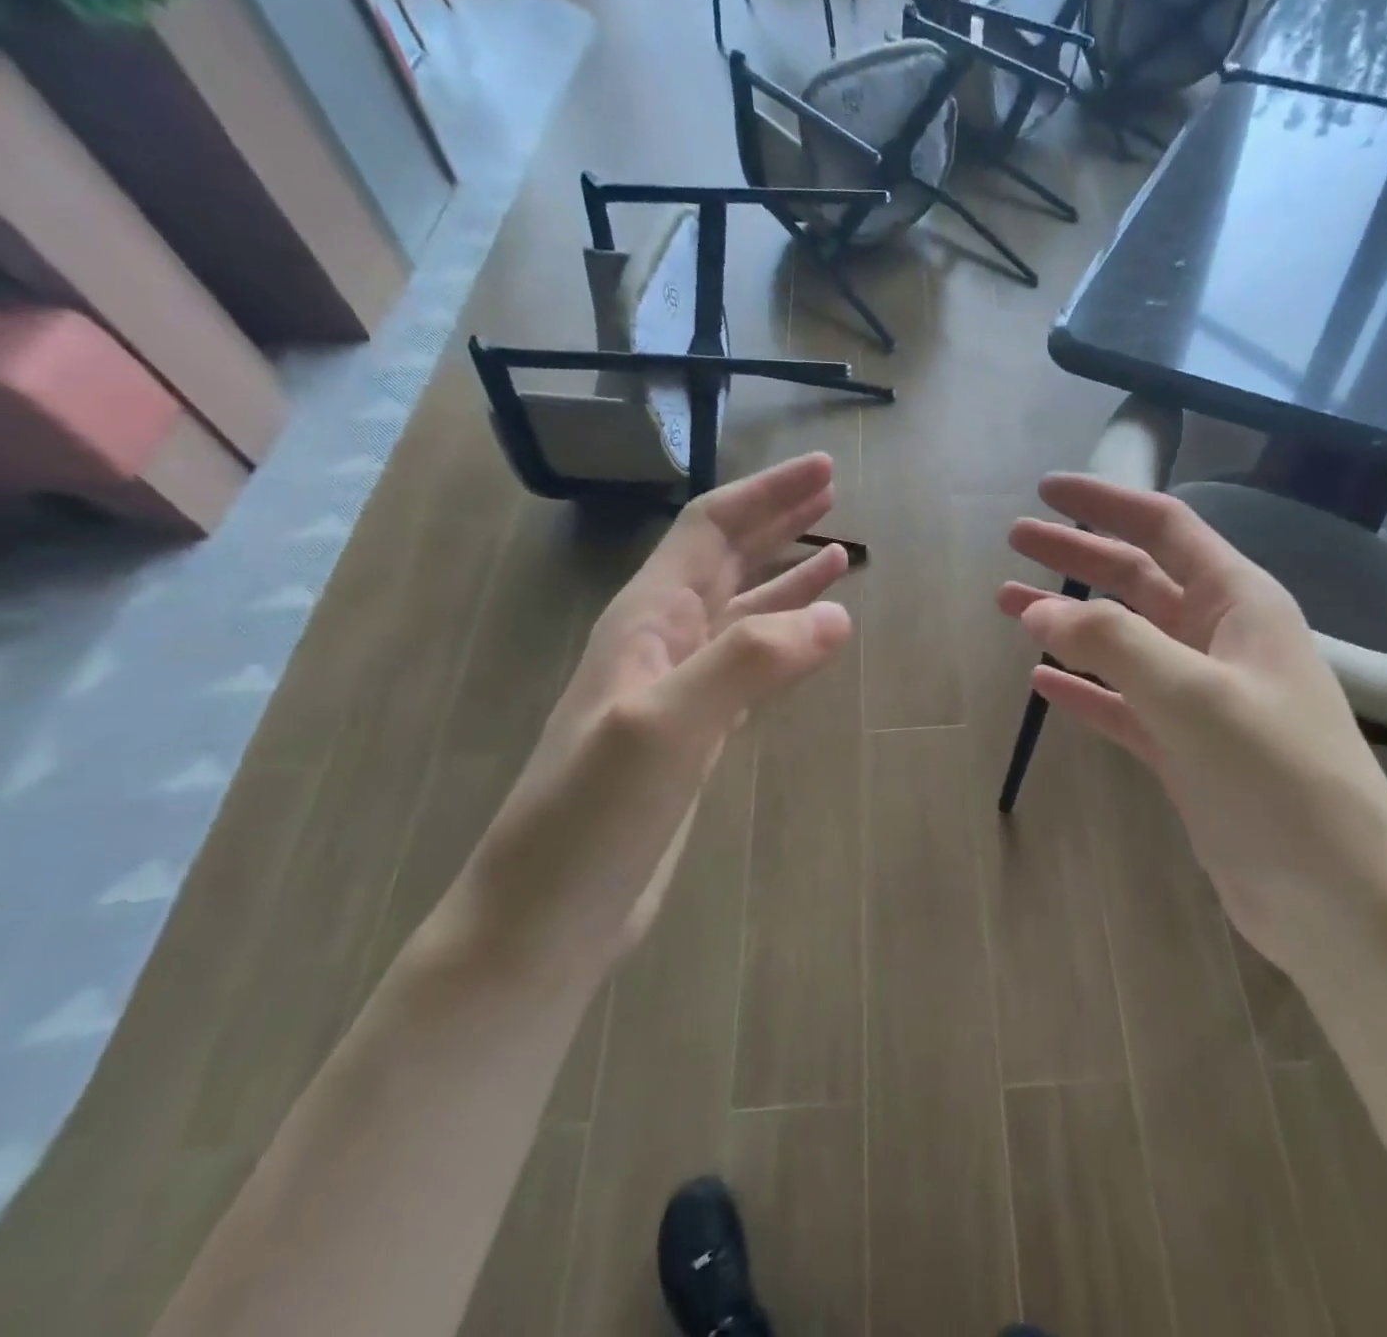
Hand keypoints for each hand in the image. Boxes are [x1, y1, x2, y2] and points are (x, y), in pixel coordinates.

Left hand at [445, 454, 853, 985]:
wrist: (548, 916)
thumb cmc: (593, 815)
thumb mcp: (665, 727)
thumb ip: (750, 662)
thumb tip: (838, 616)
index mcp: (646, 619)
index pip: (711, 530)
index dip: (767, 494)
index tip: (825, 471)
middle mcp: (661, 641)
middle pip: (726, 559)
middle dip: (779, 519)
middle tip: (833, 492)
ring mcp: (678, 689)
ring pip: (742, 611)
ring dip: (787, 576)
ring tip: (838, 553)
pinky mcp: (695, 733)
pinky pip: (750, 664)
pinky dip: (785, 639)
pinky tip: (811, 636)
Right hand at [1000, 474, 1386, 962]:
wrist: (1336, 899)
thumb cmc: (1278, 779)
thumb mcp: (1195, 696)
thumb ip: (1114, 643)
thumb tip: (1039, 607)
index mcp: (1239, 604)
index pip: (1165, 528)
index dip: (1106, 504)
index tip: (1047, 490)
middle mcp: (1221, 640)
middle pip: (1136, 580)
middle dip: (1076, 556)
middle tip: (1014, 541)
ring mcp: (1201, 698)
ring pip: (1122, 642)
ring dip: (1068, 621)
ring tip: (1008, 606)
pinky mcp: (1185, 750)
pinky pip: (1122, 704)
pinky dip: (1083, 689)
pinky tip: (1043, 682)